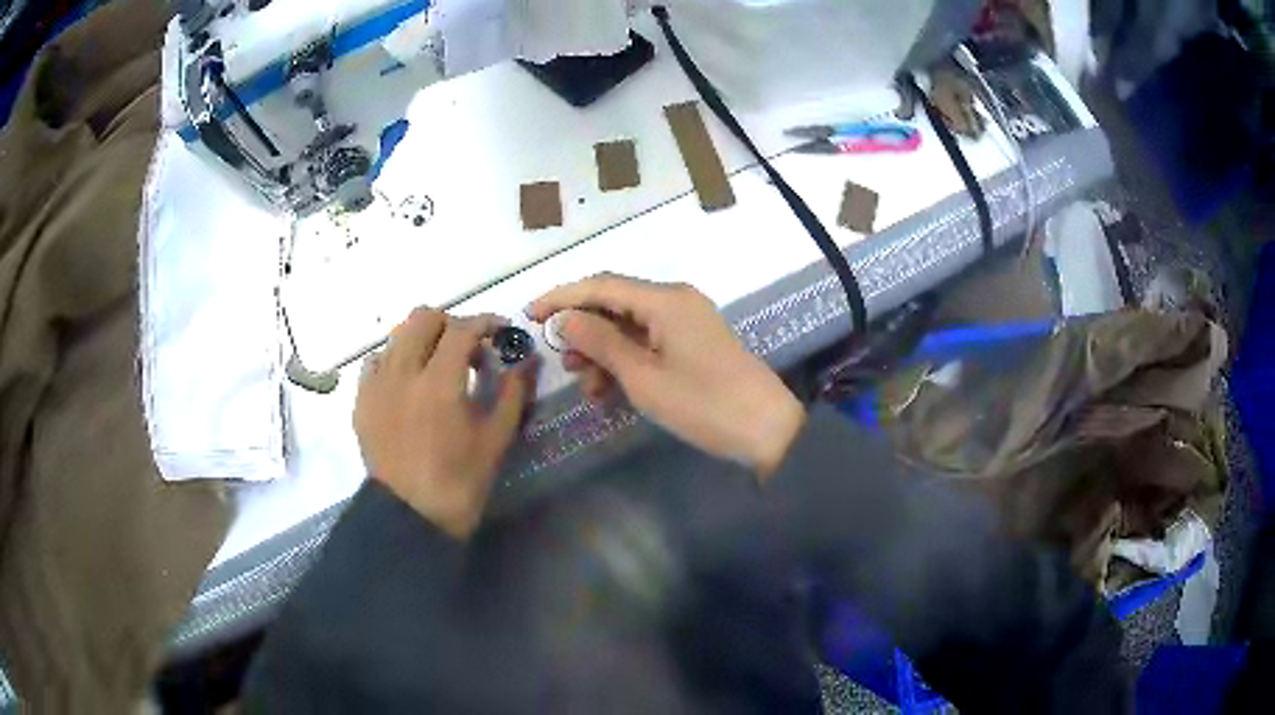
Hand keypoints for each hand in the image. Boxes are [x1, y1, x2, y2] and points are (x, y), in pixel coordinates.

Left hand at [354, 310, 531, 539]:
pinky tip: (408, 383)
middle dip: (452, 323)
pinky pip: (376, 361)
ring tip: (437, 365)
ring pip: (397, 334)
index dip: (486, 322)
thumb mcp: (496, 439)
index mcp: (439, 382)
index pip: (462, 328)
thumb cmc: (460, 482)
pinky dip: (395, 359)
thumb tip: (525, 361)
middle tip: (468, 348)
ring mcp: (376, 385)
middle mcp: (402, 372)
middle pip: (423, 317)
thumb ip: (513, 393)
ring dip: (423, 339)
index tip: (501, 332)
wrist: (410, 517)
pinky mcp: (361, 400)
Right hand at [527, 274, 804, 476]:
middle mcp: (675, 301)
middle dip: (584, 331)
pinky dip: (626, 361)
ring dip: (604, 352)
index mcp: (665, 299)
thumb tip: (565, 319)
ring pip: (630, 326)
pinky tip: (611, 390)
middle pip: (615, 304)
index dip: (562, 297)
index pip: (601, 285)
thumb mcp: (643, 377)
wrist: (766, 429)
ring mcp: (687, 322)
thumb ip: (601, 343)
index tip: (529, 315)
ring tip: (588, 386)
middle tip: (563, 363)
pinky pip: (649, 342)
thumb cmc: (703, 403)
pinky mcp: (693, 343)